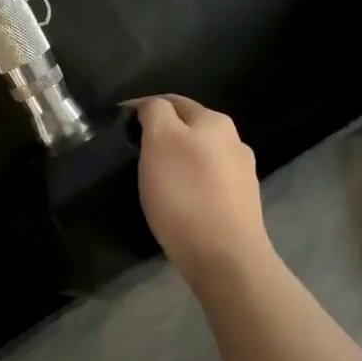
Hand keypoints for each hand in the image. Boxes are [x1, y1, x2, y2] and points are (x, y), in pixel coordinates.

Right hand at [135, 95, 272, 286]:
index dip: (142, 109)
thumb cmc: (185, 193)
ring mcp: (242, 175)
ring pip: (200, 157)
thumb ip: (155, 112)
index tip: (119, 127)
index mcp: (214, 120)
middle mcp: (234, 141)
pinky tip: (178, 203)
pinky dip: (190, 186)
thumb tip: (151, 107)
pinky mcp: (242, 206)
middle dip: (162, 136)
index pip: (171, 101)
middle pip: (189, 128)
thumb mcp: (160, 140)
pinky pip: (208, 184)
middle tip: (134, 154)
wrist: (226, 259)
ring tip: (154, 180)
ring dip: (177, 162)